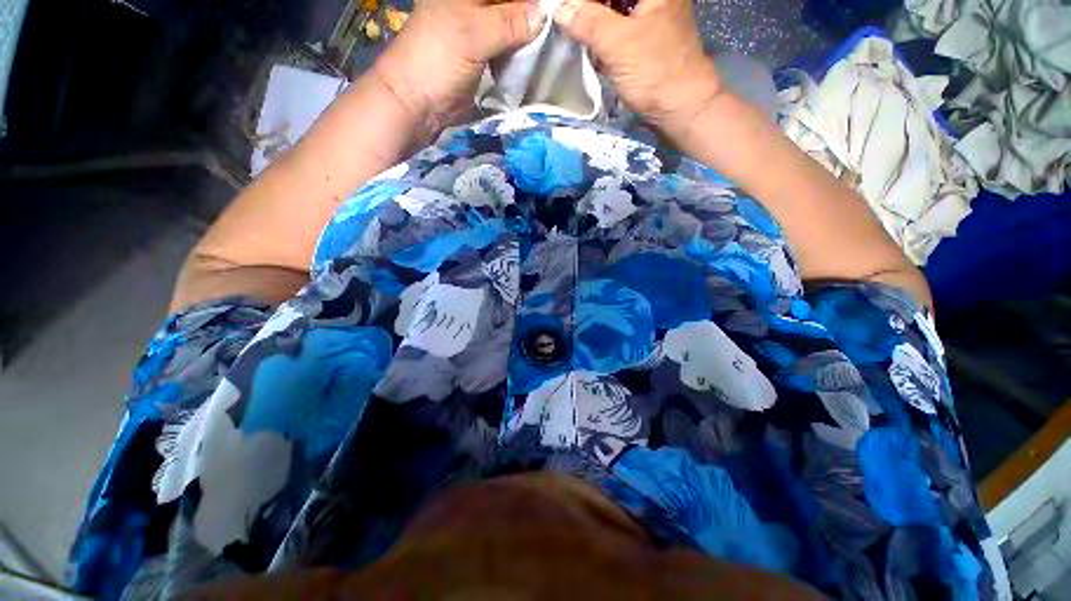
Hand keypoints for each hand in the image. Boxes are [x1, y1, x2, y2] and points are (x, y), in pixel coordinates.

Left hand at [373, 0, 544, 131]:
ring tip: (550, 40)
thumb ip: (508, 22)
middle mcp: (473, 4)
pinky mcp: (483, 56)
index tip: (552, 6)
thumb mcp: (473, 34)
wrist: (418, 103)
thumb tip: (543, 14)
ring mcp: (478, 30)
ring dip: (529, 32)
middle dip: (531, 12)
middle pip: (510, 3)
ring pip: (512, 23)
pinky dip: (521, 51)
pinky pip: (508, 48)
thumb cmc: (437, 59)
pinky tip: (535, 56)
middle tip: (555, 23)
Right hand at [554, 0, 721, 130]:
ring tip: (576, 33)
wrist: (681, 108)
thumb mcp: (619, 45)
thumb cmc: (656, 73)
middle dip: (587, 8)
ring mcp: (651, 16)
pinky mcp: (646, 39)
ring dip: (593, 21)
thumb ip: (588, 23)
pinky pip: (618, 27)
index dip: (585, 0)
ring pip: (614, 10)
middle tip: (568, 20)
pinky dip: (603, 35)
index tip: (565, 9)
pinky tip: (592, 47)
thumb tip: (560, 9)